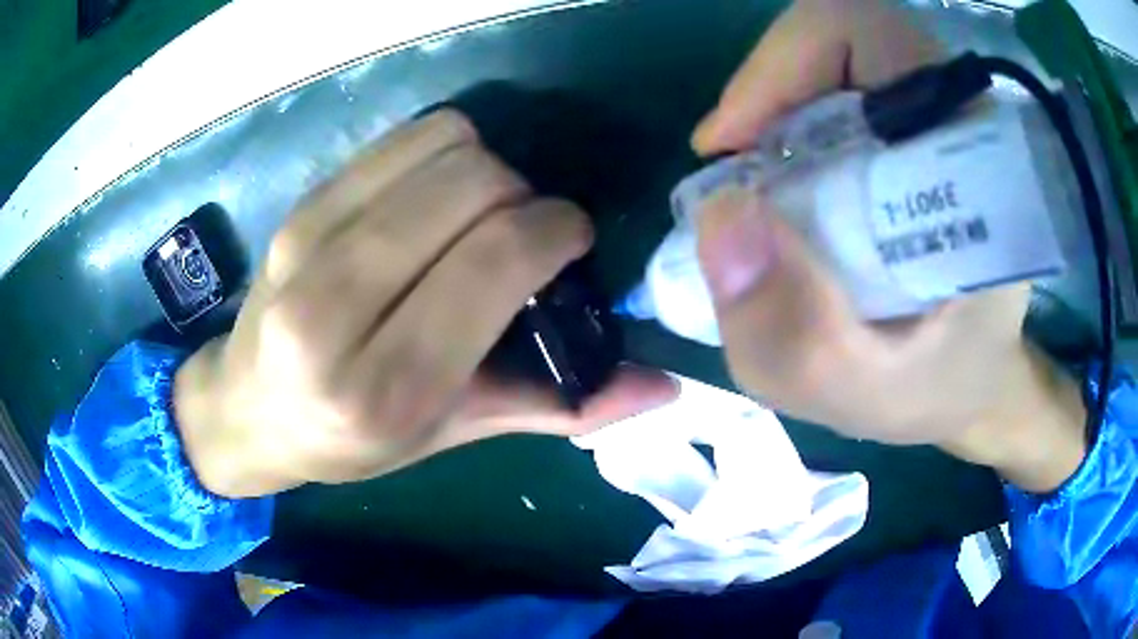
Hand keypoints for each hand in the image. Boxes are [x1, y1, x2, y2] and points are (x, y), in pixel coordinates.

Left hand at [175, 111, 676, 498]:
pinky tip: (436, 196)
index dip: (557, 229)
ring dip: (487, 167)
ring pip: (441, 146)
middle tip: (524, 232)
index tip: (573, 238)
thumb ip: (557, 407)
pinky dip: (442, 151)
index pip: (496, 260)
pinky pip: (402, 139)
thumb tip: (663, 387)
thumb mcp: (451, 436)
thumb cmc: (349, 439)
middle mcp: (336, 307)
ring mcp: (308, 242)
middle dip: (526, 196)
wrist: (247, 409)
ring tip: (479, 212)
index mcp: (385, 385)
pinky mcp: (300, 205)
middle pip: (473, 185)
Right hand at [692, 0, 1085, 491]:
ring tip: (752, 182)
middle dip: (770, 91)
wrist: (980, 382)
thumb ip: (794, 337)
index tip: (733, 146)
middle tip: (734, 167)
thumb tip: (716, 216)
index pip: (871, 32)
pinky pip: (837, 93)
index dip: (786, 63)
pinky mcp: (916, 133)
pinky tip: (782, 184)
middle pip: (841, 41)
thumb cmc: (942, 388)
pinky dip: (791, 126)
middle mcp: (957, 117)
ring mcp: (935, 119)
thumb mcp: (865, 394)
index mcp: (974, 154)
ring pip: (834, 62)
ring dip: (775, 109)